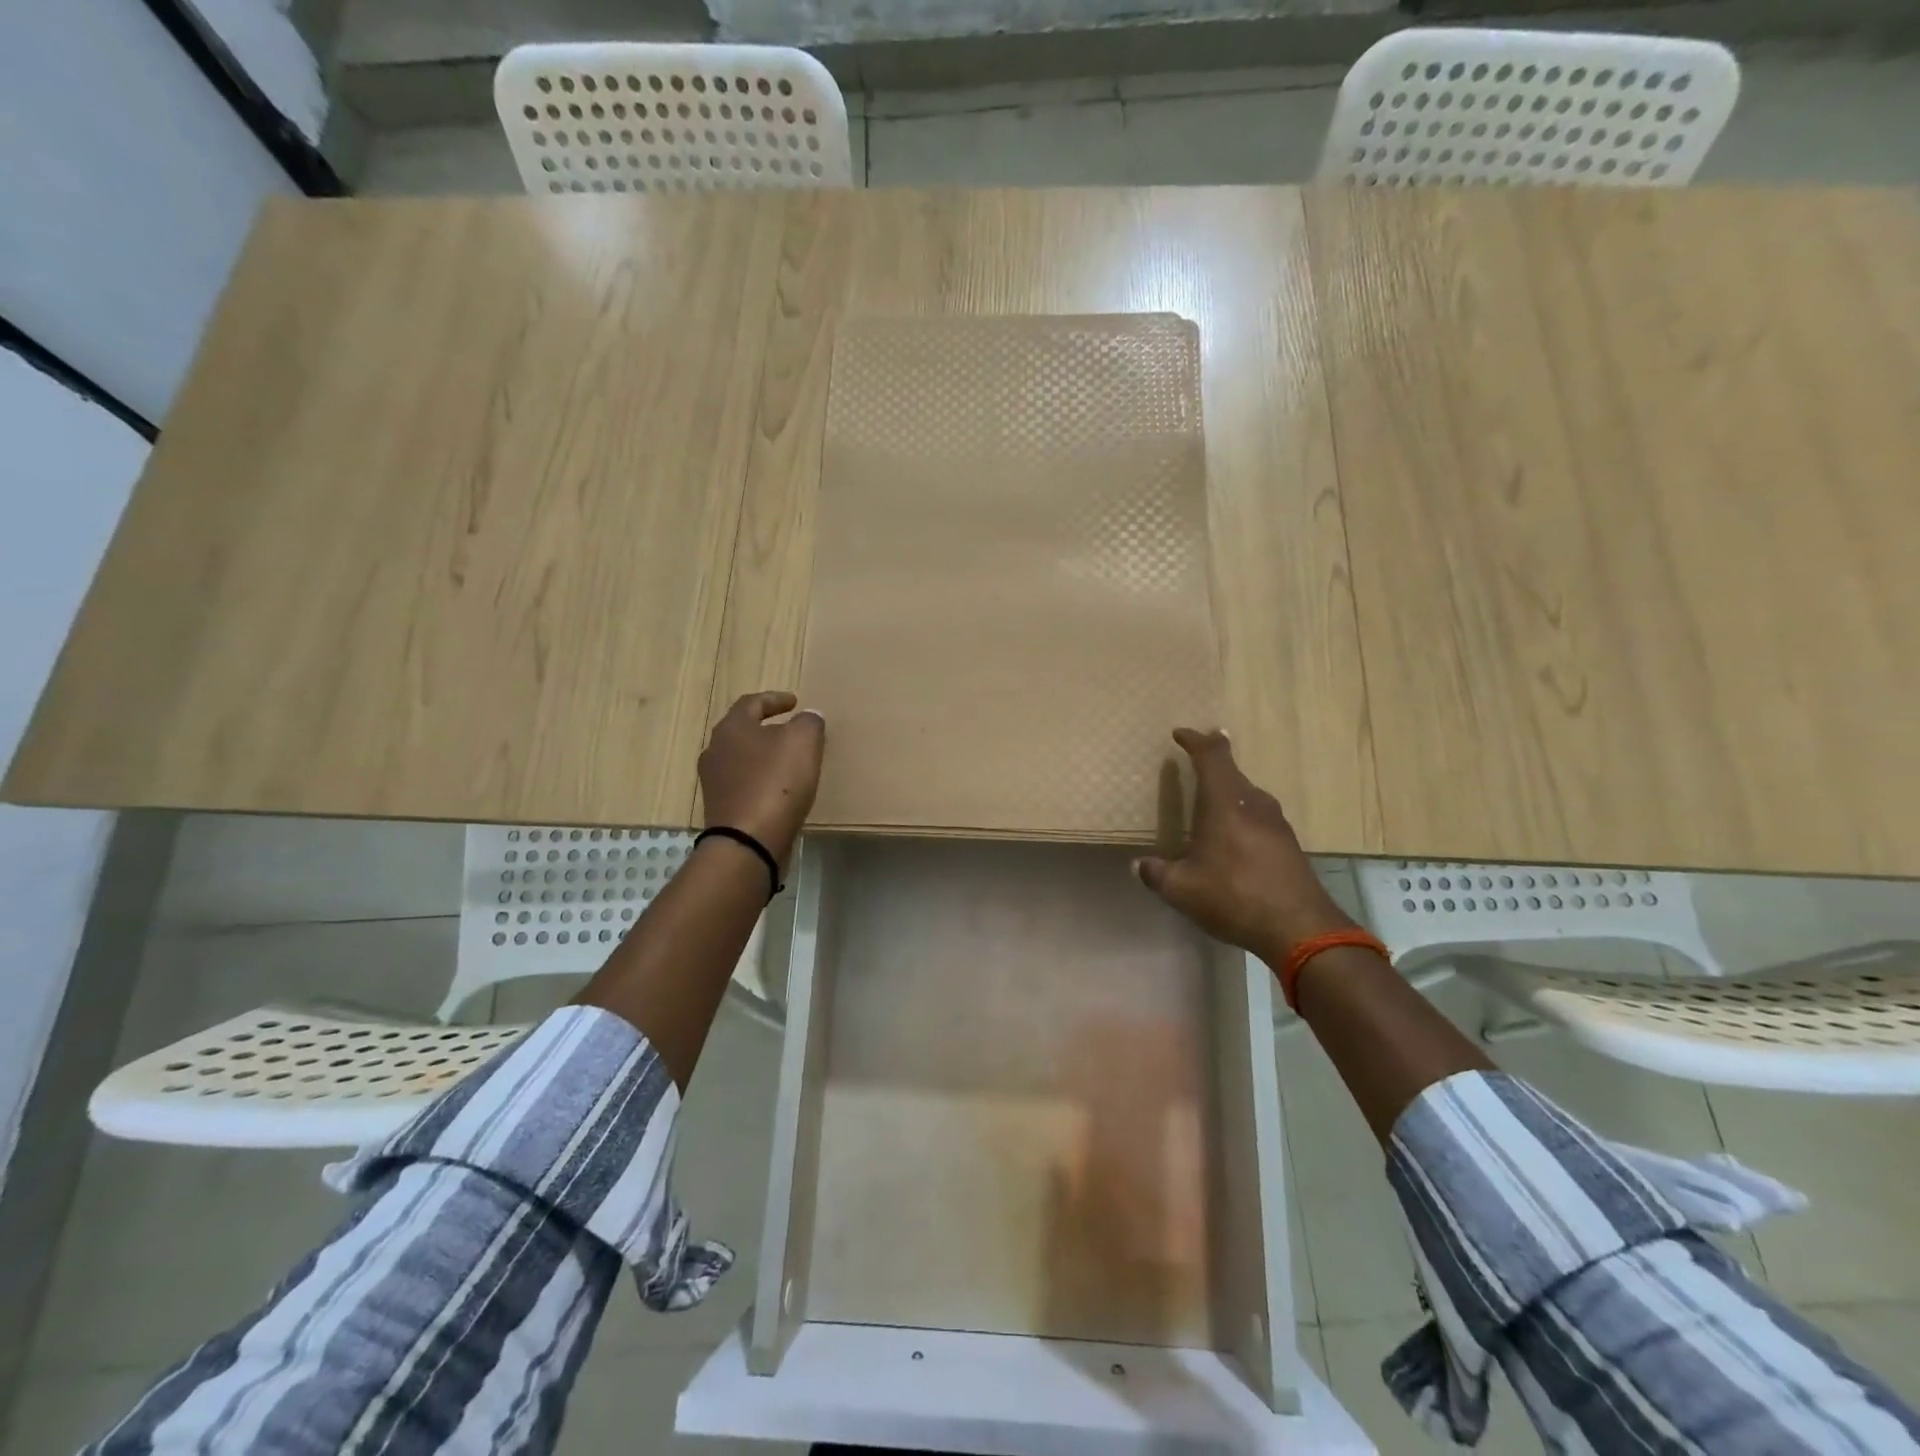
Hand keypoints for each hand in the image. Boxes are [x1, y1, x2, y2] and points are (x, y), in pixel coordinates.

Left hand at [697, 692, 824, 867]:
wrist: (748, 842)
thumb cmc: (776, 783)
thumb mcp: (803, 742)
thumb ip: (808, 722)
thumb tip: (808, 716)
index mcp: (732, 728)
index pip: (752, 702)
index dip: (775, 699)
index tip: (794, 701)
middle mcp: (715, 750)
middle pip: (743, 731)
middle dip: (767, 728)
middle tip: (791, 729)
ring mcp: (714, 782)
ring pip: (742, 759)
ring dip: (763, 756)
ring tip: (788, 761)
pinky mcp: (721, 809)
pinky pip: (744, 785)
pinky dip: (761, 781)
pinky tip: (780, 790)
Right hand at [1133, 728, 1356, 963]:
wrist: (1300, 928)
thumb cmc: (1234, 896)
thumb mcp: (1182, 889)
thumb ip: (1157, 874)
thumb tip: (1139, 866)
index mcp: (1224, 803)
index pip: (1212, 755)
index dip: (1195, 740)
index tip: (1180, 734)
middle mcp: (1253, 804)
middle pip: (1231, 772)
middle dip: (1211, 765)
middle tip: (1193, 766)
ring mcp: (1276, 823)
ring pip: (1247, 795)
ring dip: (1228, 792)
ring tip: (1209, 805)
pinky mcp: (1288, 844)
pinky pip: (1259, 816)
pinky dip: (1242, 816)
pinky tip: (1233, 839)